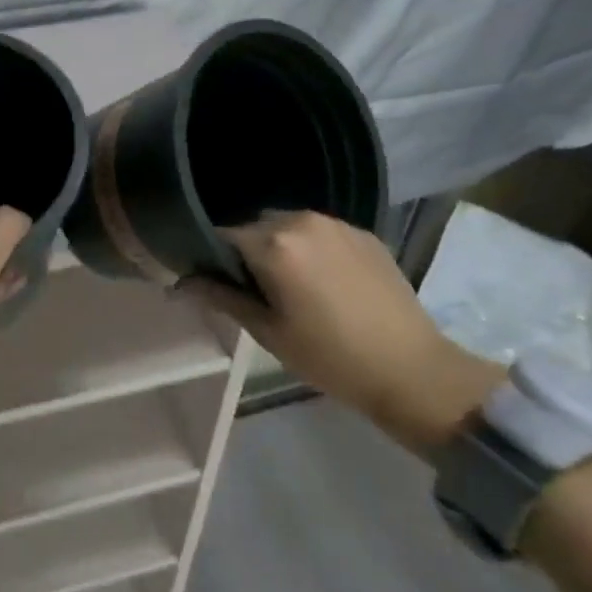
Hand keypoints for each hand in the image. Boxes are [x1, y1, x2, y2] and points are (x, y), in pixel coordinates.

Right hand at [179, 210, 503, 454]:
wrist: (413, 371)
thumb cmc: (330, 357)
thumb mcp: (267, 331)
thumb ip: (220, 297)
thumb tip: (178, 283)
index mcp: (274, 244)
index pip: (222, 235)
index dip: (211, 256)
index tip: (212, 279)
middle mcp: (302, 220)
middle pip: (255, 226)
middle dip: (247, 250)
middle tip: (254, 289)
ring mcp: (336, 223)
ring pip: (288, 225)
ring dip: (280, 246)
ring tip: (291, 285)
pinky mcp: (363, 233)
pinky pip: (320, 231)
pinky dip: (311, 248)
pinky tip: (323, 282)